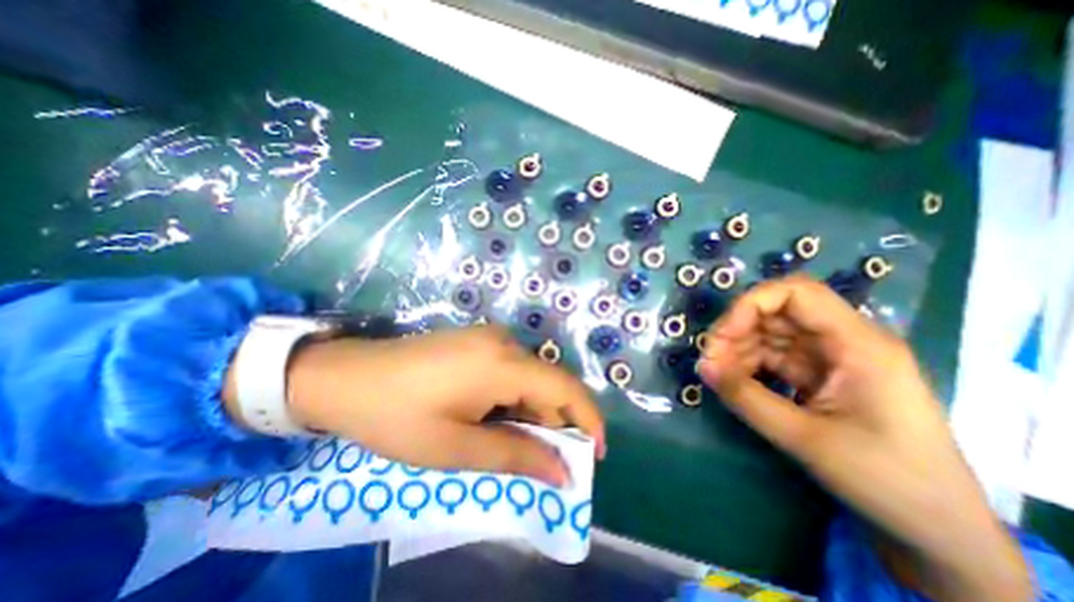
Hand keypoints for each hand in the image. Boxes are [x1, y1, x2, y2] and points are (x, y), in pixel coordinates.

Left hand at [272, 328, 602, 485]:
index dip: (588, 419)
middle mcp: (504, 342)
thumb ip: (515, 456)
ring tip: (516, 443)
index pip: (565, 388)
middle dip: (556, 422)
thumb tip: (562, 473)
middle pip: (549, 382)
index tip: (595, 455)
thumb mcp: (456, 447)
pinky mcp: (477, 340)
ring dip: (533, 410)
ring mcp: (489, 337)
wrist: (347, 376)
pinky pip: (511, 368)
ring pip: (530, 376)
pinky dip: (516, 396)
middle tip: (547, 461)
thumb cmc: (398, 416)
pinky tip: (495, 417)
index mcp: (504, 364)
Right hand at [698, 274, 1031, 601]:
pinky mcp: (816, 374)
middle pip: (775, 312)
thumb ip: (747, 398)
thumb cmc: (886, 479)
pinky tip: (733, 382)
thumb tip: (702, 367)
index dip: (750, 305)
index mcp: (858, 344)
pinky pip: (771, 356)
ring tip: (717, 375)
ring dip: (736, 349)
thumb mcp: (806, 438)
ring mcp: (828, 358)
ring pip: (768, 333)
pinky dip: (746, 365)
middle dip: (735, 330)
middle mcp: (842, 341)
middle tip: (710, 361)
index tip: (722, 336)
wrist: (934, 527)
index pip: (796, 293)